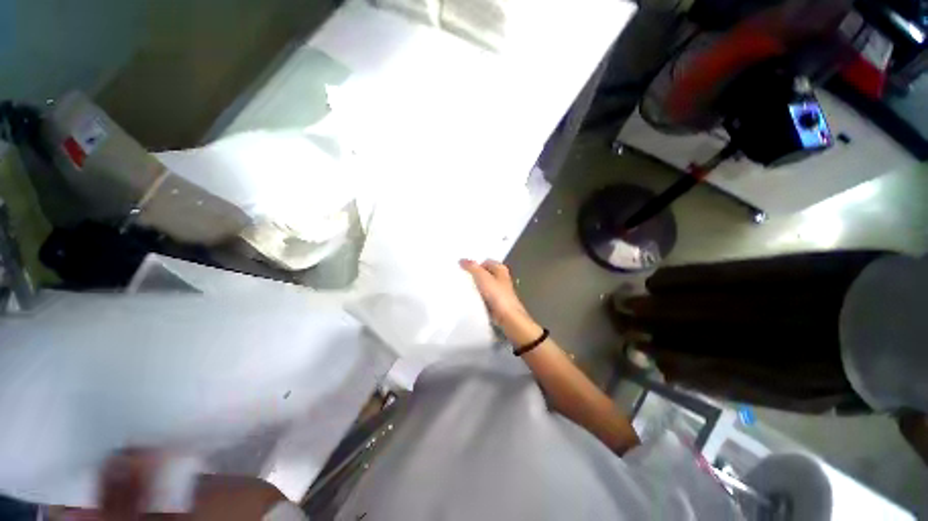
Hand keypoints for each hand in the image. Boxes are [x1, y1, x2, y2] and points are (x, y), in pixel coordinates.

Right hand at [459, 259, 541, 344]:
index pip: (485, 262)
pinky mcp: (496, 301)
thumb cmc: (497, 294)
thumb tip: (462, 260)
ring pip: (483, 285)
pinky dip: (478, 296)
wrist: (507, 317)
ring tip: (463, 288)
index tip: (463, 270)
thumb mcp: (482, 277)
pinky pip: (484, 296)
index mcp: (500, 268)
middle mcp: (501, 278)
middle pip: (484, 273)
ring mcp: (499, 290)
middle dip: (474, 276)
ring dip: (475, 287)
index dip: (475, 265)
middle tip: (461, 278)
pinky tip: (470, 299)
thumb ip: (472, 267)